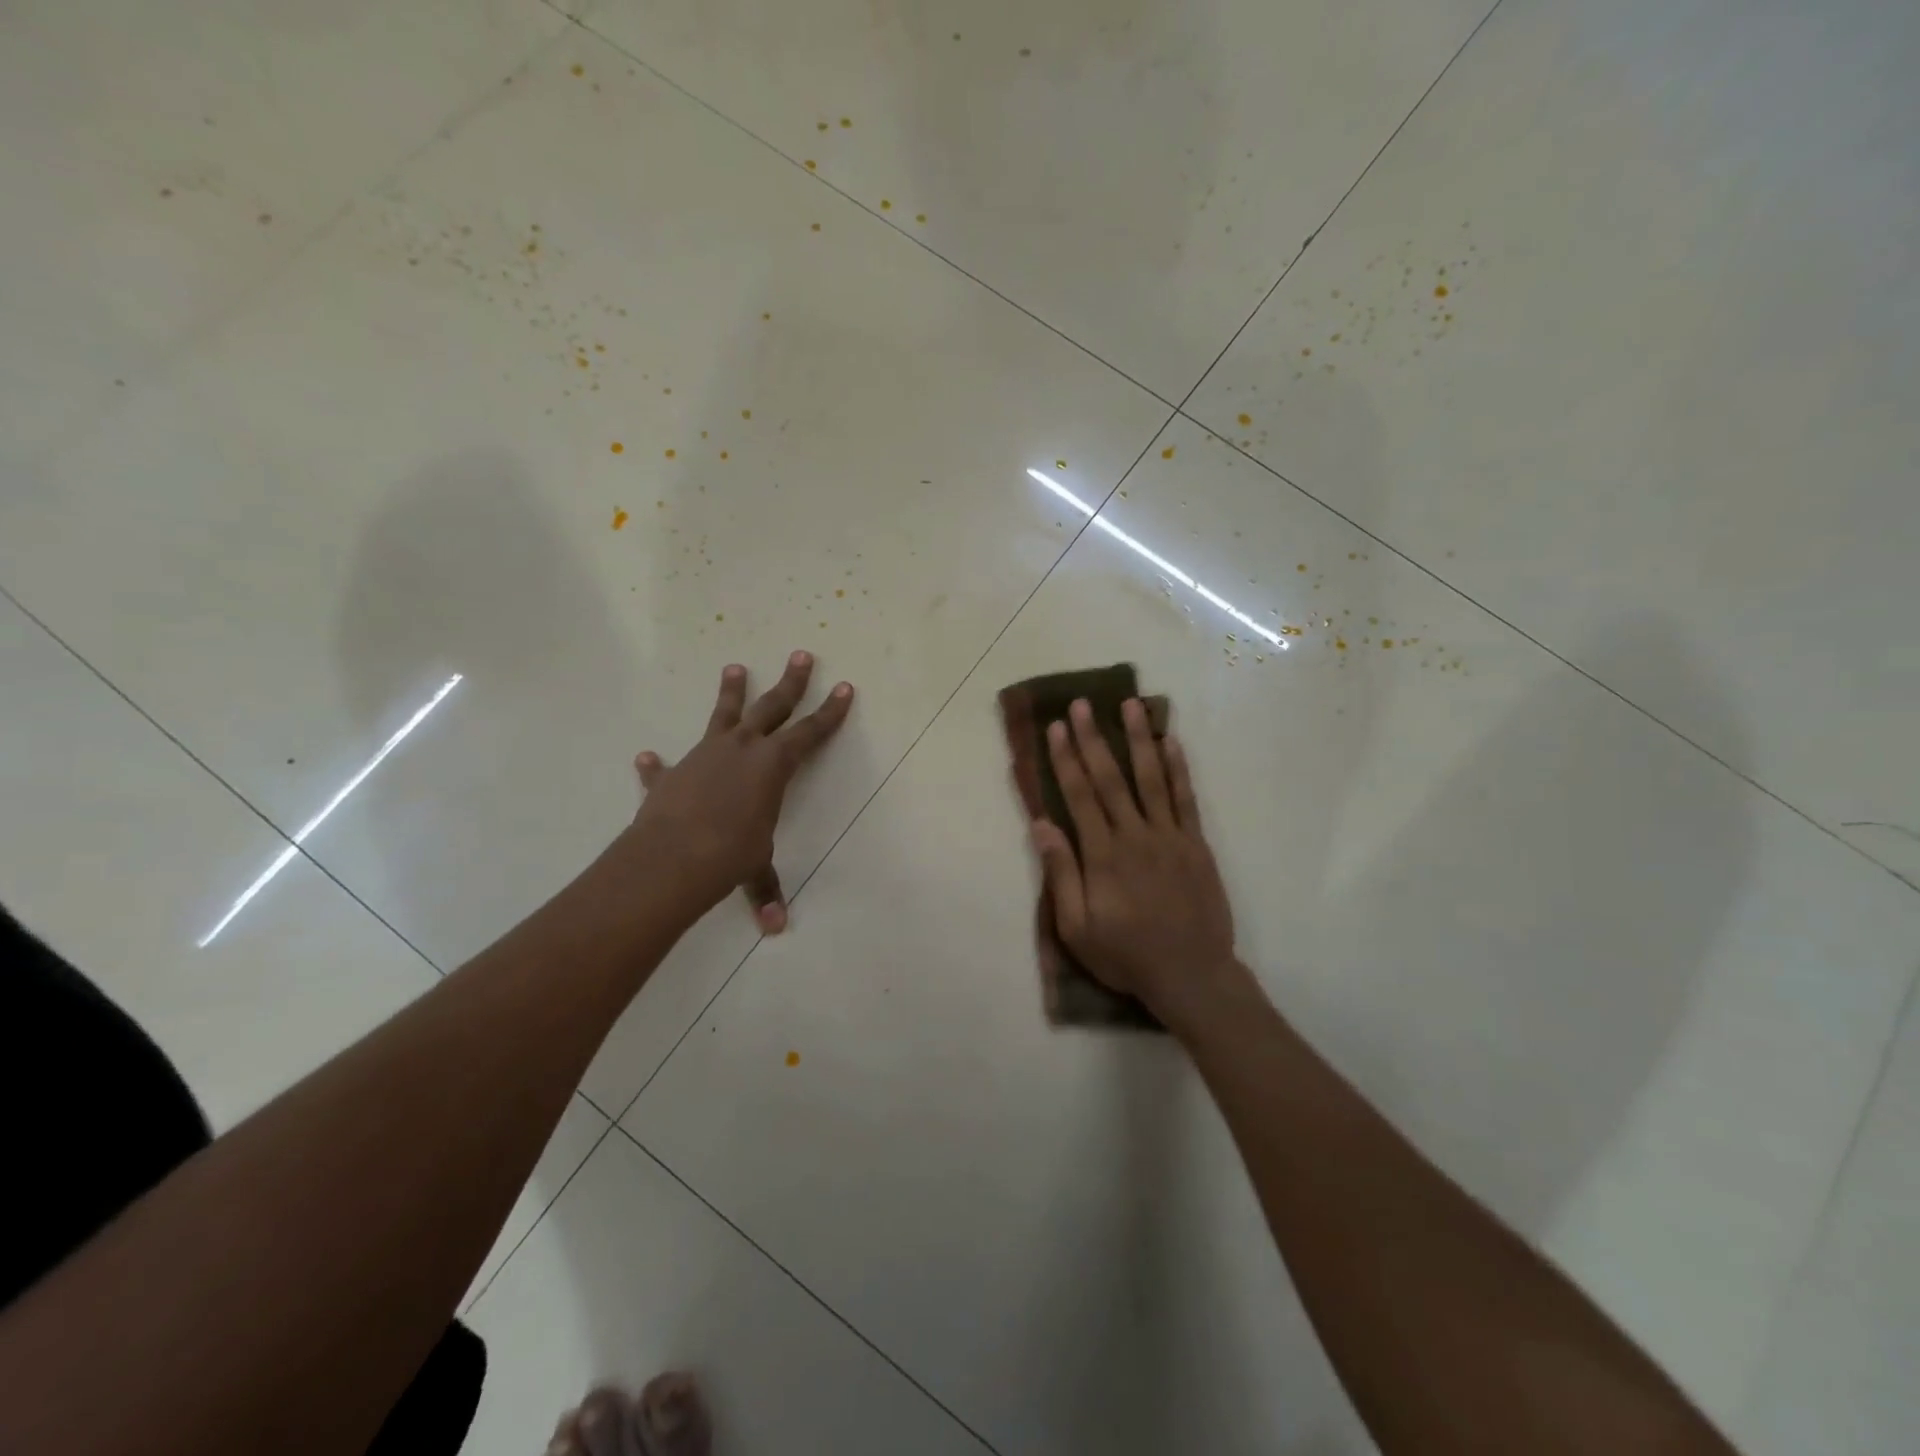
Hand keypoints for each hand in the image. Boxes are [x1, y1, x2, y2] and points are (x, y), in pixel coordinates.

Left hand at [627, 652, 852, 931]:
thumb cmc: (729, 855)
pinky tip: (647, 756)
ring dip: (731, 693)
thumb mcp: (755, 868)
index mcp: (773, 765)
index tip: (844, 688)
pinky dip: (657, 765)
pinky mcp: (672, 775)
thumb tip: (776, 928)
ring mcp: (704, 755)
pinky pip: (666, 766)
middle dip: (791, 683)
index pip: (810, 733)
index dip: (830, 712)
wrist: (670, 857)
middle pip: (773, 707)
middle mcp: (741, 749)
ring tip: (735, 667)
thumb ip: (766, 889)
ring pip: (723, 715)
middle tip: (802, 655)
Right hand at [1030, 697, 1237, 1024]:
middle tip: (1082, 705)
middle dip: (1093, 738)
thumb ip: (1061, 875)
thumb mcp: (1077, 928)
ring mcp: (1170, 836)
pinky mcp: (1196, 844)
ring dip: (1138, 739)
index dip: (1066, 759)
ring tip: (1130, 704)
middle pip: (1110, 778)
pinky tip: (1171, 742)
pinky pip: (1186, 799)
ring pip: (1151, 778)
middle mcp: (1135, 835)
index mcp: (1102, 855)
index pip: (1079, 796)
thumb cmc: (1126, 955)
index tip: (1056, 728)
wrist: (1191, 975)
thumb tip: (1042, 826)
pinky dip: (1178, 768)